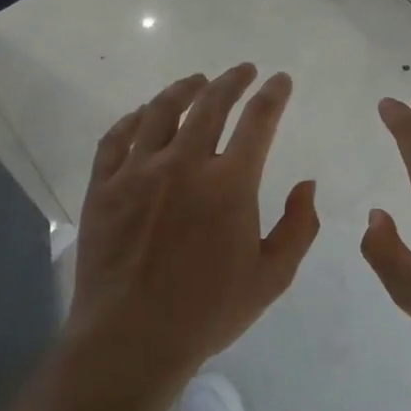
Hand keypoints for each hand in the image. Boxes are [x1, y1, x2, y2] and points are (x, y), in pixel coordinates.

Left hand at [66, 64, 319, 388]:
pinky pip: (115, 139)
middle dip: (232, 81)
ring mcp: (138, 172)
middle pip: (210, 104)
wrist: (131, 340)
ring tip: (195, 80)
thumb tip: (307, 184)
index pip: (258, 121)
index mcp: (230, 184)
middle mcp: (184, 164)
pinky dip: (132, 119)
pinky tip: (142, 115)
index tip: (280, 81)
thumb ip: (299, 227)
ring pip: (160, 112)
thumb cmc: (208, 312)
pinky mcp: (103, 187)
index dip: (273, 95)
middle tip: (242, 70)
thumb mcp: (272, 277)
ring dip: (183, 89)